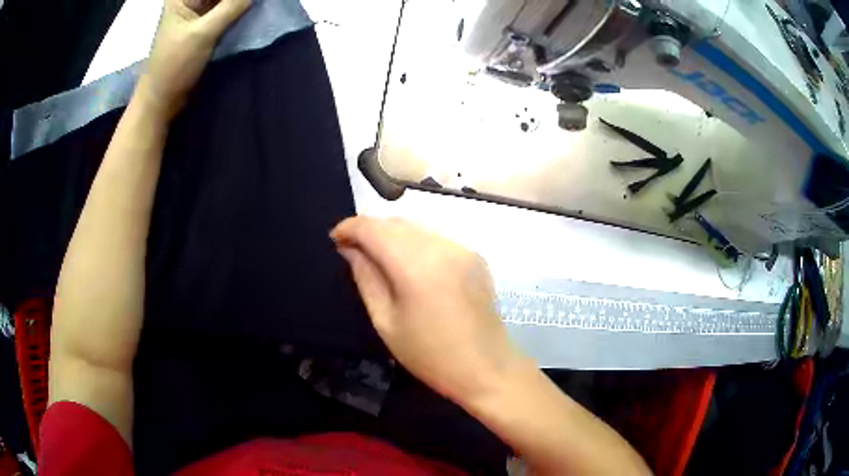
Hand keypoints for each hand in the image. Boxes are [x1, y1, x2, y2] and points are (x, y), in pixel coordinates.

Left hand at [137, 0, 250, 118]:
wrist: (162, 98)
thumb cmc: (175, 66)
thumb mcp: (203, 33)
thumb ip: (231, 7)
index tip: (245, 3)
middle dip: (235, 0)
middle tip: (249, 6)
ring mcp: (197, 10)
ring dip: (238, 3)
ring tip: (251, 8)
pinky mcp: (204, 22)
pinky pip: (226, 8)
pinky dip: (237, 9)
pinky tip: (247, 11)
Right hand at [331, 217, 523, 404]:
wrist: (486, 367)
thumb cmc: (430, 355)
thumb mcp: (386, 321)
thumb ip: (366, 278)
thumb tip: (350, 250)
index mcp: (416, 266)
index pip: (374, 229)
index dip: (350, 227)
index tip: (335, 238)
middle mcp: (441, 247)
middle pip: (395, 223)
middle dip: (369, 229)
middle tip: (351, 248)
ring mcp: (462, 248)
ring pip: (416, 227)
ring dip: (391, 234)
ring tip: (376, 254)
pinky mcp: (474, 255)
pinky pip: (435, 238)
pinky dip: (414, 242)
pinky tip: (407, 261)